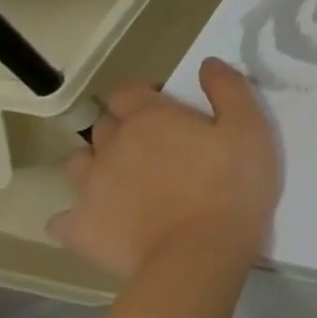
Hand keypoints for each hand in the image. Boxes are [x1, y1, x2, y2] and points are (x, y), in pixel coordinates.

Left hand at [50, 58, 279, 279]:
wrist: (199, 254)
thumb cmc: (233, 184)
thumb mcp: (250, 127)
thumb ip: (229, 89)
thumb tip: (207, 63)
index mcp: (150, 118)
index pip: (131, 91)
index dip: (148, 95)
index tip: (172, 108)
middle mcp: (111, 146)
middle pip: (105, 125)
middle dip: (126, 127)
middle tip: (160, 145)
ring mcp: (88, 189)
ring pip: (80, 164)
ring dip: (99, 164)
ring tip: (129, 179)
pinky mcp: (79, 229)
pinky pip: (65, 215)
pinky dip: (81, 213)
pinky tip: (106, 218)